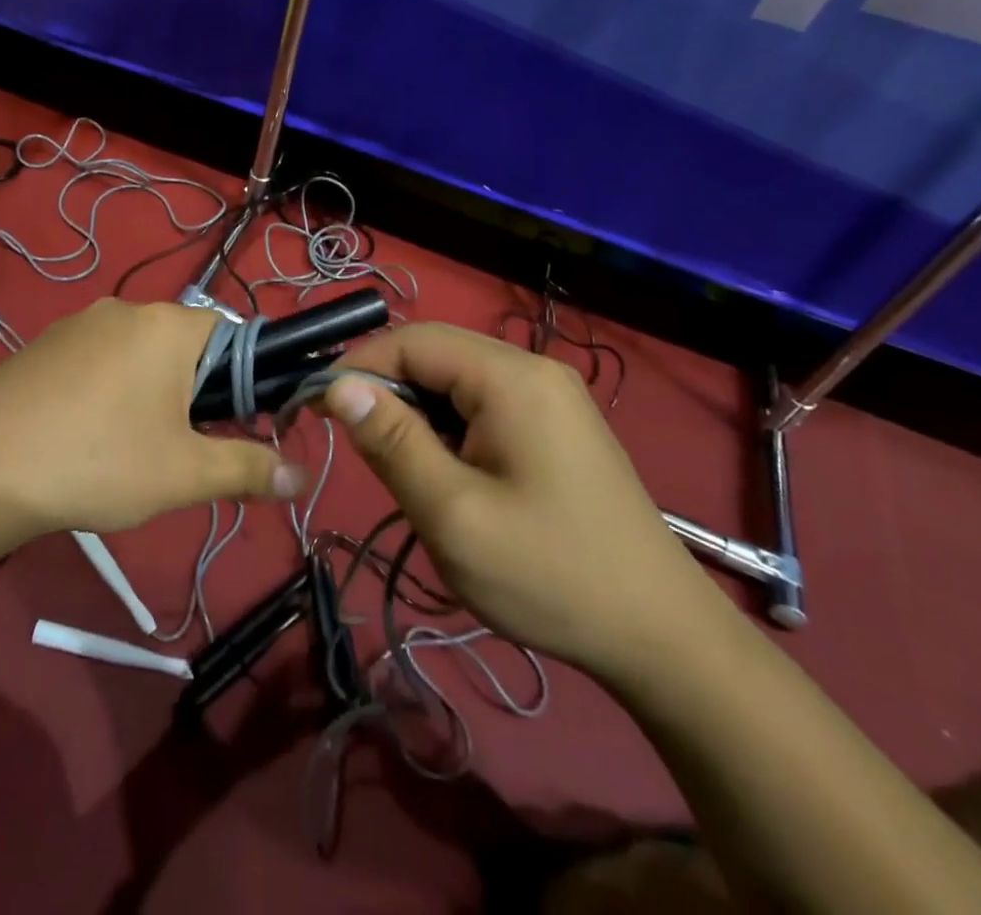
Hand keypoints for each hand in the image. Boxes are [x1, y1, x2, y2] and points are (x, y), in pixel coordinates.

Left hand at [0, 299, 306, 537]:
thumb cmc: (101, 462)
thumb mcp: (185, 473)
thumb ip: (250, 468)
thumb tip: (301, 475)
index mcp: (169, 325)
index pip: (231, 334)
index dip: (239, 379)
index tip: (228, 424)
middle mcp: (126, 308)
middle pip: (182, 343)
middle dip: (191, 389)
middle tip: (178, 445)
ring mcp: (79, 322)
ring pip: (136, 352)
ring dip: (147, 389)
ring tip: (128, 446)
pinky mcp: (43, 342)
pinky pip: (95, 358)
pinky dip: (104, 387)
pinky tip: (83, 432)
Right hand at [324, 324, 720, 678]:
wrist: (663, 640)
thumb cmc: (551, 576)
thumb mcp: (454, 515)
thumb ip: (391, 443)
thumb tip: (338, 386)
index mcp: (511, 377)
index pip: (413, 340)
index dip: (358, 366)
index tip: (317, 409)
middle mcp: (533, 369)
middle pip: (436, 355)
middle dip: (388, 392)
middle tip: (359, 450)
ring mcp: (550, 396)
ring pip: (456, 383)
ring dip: (418, 416)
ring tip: (406, 473)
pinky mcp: (556, 425)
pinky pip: (483, 406)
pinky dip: (449, 430)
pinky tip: (450, 477)